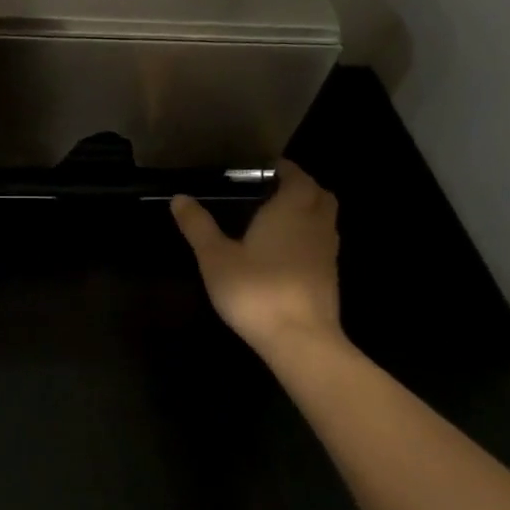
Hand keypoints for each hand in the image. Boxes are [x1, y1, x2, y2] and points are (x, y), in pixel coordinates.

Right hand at [171, 161, 345, 361]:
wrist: (301, 340)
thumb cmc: (256, 290)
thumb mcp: (215, 257)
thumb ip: (198, 226)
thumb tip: (179, 198)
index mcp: (290, 210)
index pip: (297, 177)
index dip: (286, 170)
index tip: (268, 169)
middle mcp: (315, 224)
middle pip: (320, 195)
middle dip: (303, 187)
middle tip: (276, 189)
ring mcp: (327, 253)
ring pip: (326, 219)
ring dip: (310, 211)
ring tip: (280, 217)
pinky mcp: (330, 278)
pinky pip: (323, 243)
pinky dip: (310, 237)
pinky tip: (288, 251)